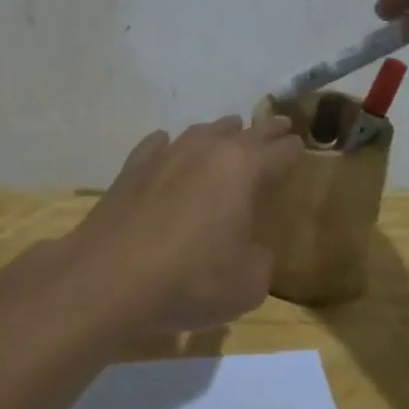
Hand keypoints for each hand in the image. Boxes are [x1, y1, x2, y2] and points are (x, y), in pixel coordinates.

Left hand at [67, 115, 302, 331]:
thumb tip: (248, 248)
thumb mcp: (247, 284)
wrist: (108, 279)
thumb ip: (258, 259)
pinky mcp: (130, 170)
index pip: (276, 152)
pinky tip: (165, 144)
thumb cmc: (189, 280)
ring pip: (199, 133)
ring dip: (218, 132)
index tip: (300, 144)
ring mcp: (164, 156)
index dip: (291, 149)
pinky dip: (166, 145)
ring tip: (229, 130)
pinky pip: (156, 146)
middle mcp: (204, 151)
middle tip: (278, 124)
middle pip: (241, 133)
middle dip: (263, 130)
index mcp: (241, 169)